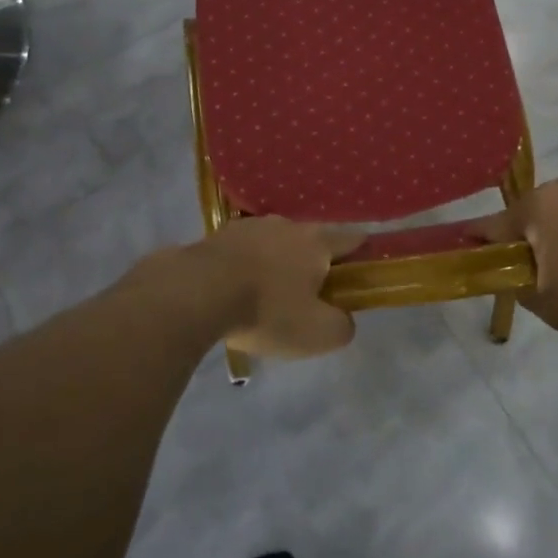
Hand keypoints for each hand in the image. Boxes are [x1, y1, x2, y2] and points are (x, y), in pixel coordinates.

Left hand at [192, 217, 364, 360]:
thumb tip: (343, 318)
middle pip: (311, 241)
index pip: (353, 238)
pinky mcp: (218, 235)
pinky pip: (243, 251)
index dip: (361, 256)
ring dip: (276, 264)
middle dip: (313, 265)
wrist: (196, 292)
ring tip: (265, 297)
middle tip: (307, 298)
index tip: (359, 275)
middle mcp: (287, 224)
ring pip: (275, 244)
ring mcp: (250, 226)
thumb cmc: (267, 310)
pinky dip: (246, 266)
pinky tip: (235, 291)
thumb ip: (342, 325)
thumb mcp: (318, 333)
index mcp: (317, 241)